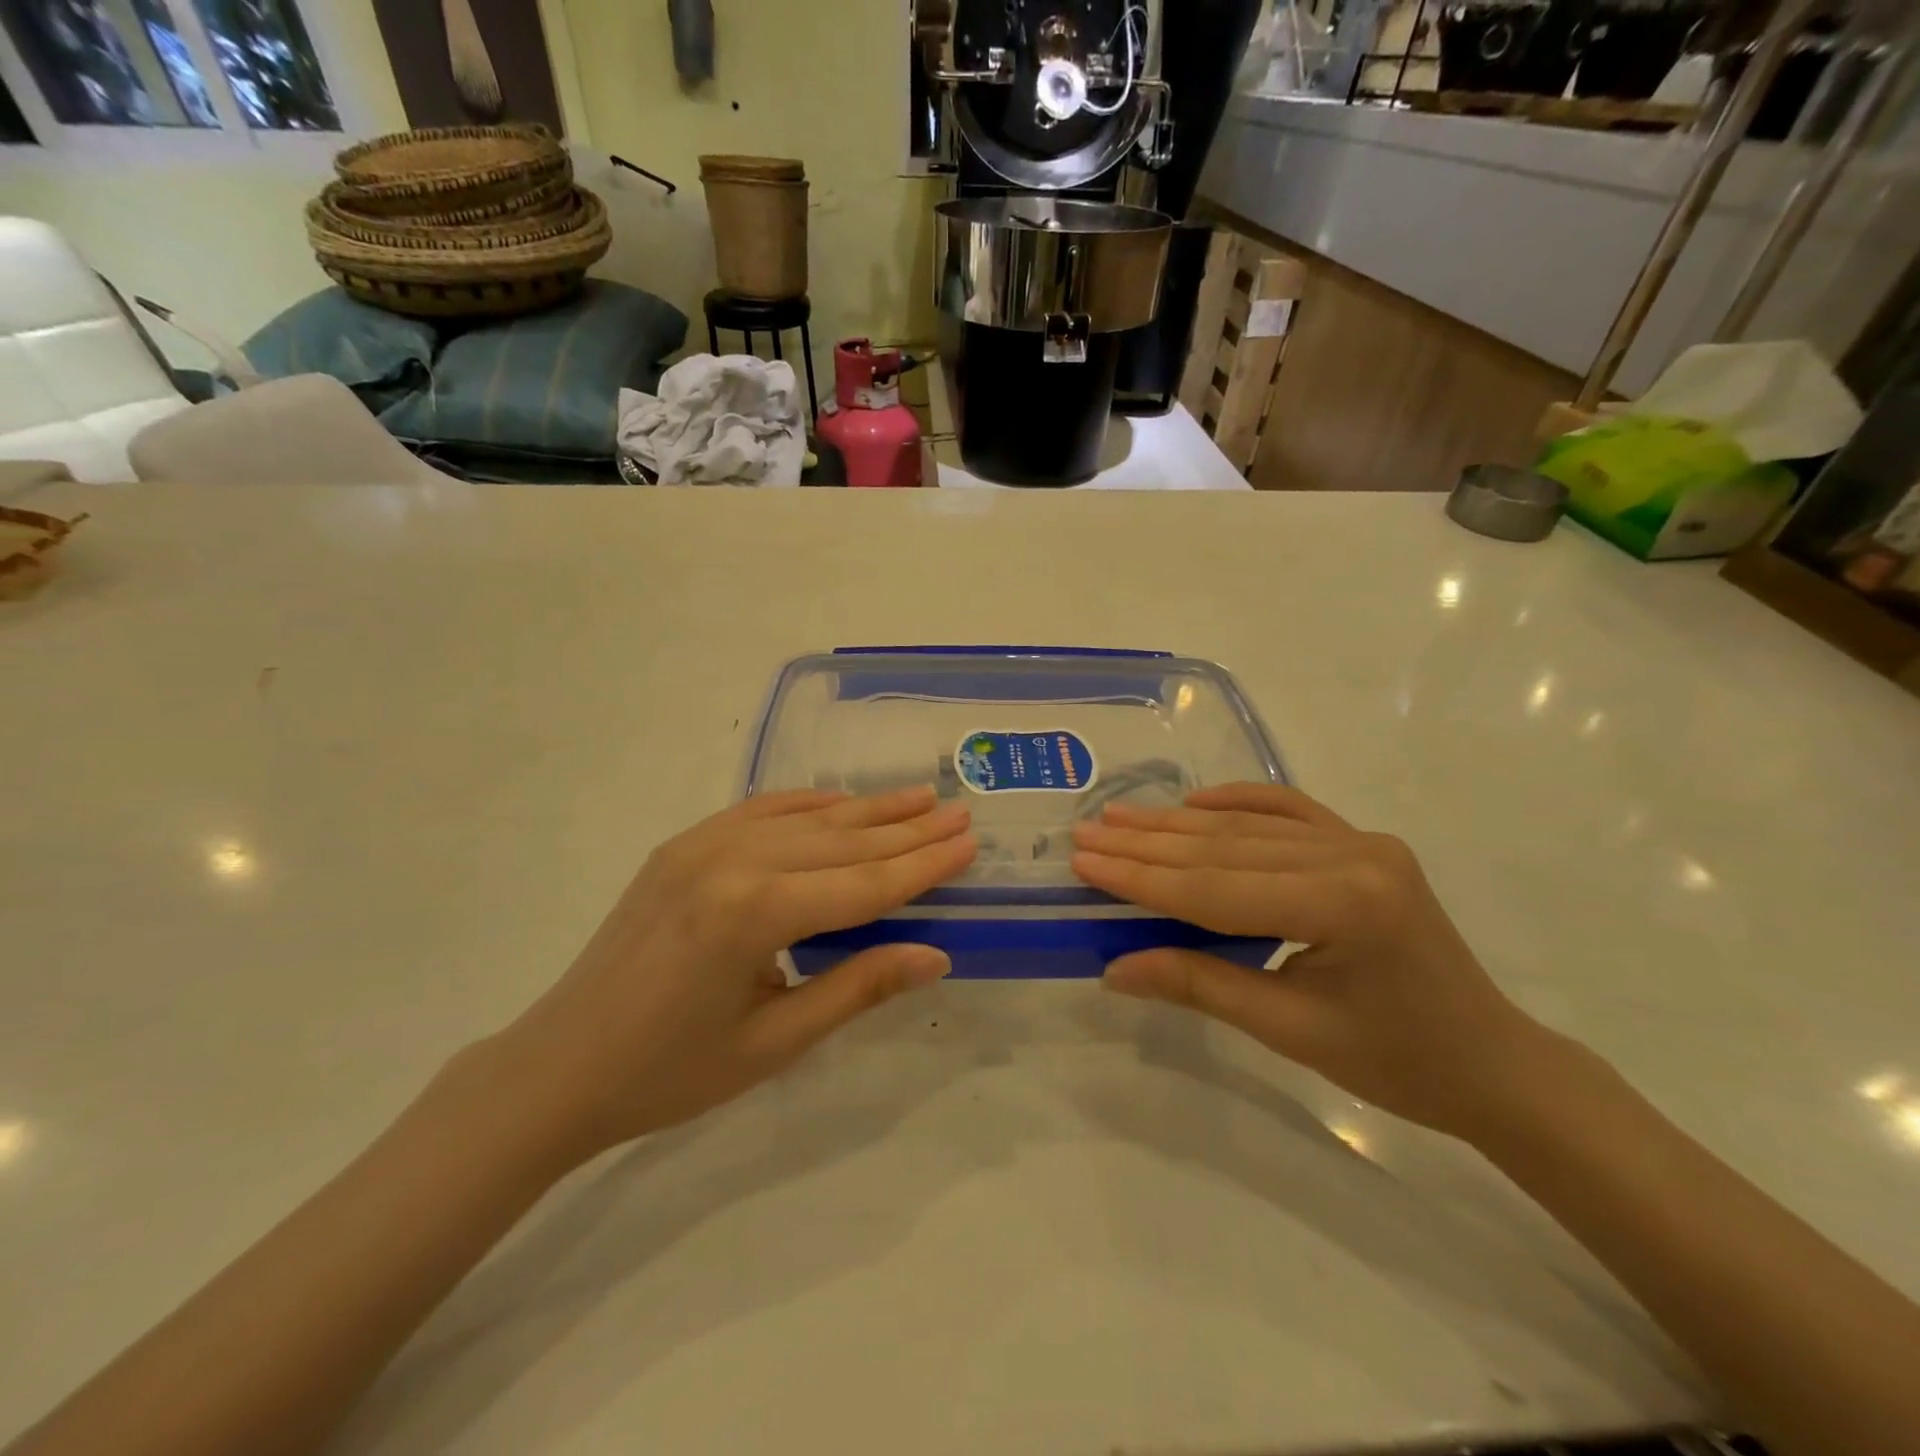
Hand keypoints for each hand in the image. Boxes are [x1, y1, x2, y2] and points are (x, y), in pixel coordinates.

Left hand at [498, 786, 975, 1158]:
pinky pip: (759, 811)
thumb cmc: (670, 1072)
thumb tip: (935, 954)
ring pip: (805, 818)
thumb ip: (858, 987)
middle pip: (841, 841)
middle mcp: (731, 859)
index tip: (969, 843)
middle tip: (959, 813)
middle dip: (907, 829)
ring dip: (866, 809)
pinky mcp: (682, 845)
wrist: (558, 1067)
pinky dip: (807, 804)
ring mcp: (701, 844)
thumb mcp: (775, 1042)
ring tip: (919, 798)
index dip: (923, 866)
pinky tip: (840, 801)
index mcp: (754, 913)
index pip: (864, 884)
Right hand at [1070, 783, 1557, 1140]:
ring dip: (1178, 823)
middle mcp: (1353, 855)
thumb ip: (1199, 985)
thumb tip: (1115, 968)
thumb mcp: (1289, 1029)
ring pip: (1249, 826)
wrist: (1491, 1063)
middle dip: (1148, 844)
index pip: (1215, 888)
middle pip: (1225, 848)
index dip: (1142, 878)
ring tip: (1119, 817)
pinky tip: (1195, 800)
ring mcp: (1361, 841)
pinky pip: (1289, 811)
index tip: (1084, 860)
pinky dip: (1239, 802)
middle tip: (1087, 832)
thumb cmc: (1396, 1062)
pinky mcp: (1363, 843)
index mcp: (1343, 904)